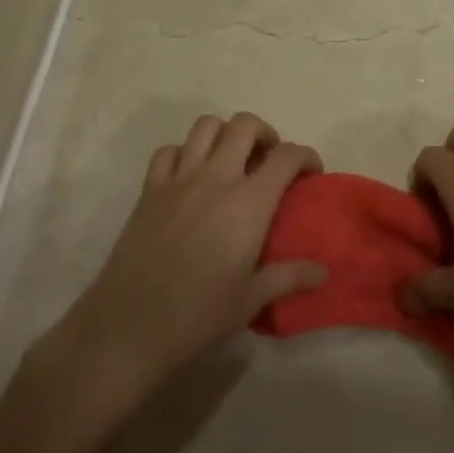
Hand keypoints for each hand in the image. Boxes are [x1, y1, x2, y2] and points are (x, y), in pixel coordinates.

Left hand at [37, 113, 325, 403]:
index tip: (311, 172)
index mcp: (249, 202)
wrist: (129, 327)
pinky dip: (184, 153)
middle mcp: (217, 177)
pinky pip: (169, 151)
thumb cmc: (198, 315)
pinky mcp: (150, 189)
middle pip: (245, 125)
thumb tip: (324, 273)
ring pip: (206, 126)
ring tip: (230, 159)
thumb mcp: (251, 300)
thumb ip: (289, 277)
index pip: (286, 156)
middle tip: (268, 159)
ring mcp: (180, 179)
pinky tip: (189, 176)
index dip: (306, 156)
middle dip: (264, 133)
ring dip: (224, 133)